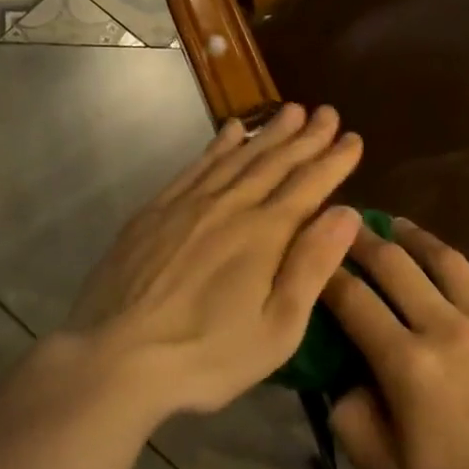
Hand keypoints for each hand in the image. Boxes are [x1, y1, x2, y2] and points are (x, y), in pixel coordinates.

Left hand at [57, 104, 363, 425]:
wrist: (114, 358)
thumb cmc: (206, 355)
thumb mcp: (277, 328)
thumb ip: (312, 266)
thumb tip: (347, 213)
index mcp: (264, 234)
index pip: (308, 185)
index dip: (334, 160)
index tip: (354, 138)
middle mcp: (229, 206)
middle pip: (275, 162)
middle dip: (306, 136)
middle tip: (328, 112)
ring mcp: (188, 205)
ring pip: (237, 157)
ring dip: (267, 132)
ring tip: (289, 111)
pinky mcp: (154, 212)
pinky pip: (195, 166)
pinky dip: (218, 145)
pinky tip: (230, 131)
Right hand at [323, 220, 468, 468]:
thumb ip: (353, 424)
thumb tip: (346, 381)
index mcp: (409, 364)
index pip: (353, 300)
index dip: (325, 274)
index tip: (311, 256)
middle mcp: (449, 329)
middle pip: (396, 265)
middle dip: (363, 240)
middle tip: (345, 224)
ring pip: (447, 262)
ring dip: (415, 239)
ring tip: (397, 226)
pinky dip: (458, 282)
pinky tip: (452, 287)